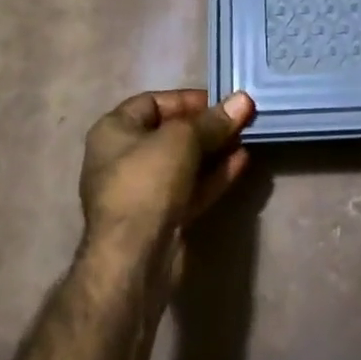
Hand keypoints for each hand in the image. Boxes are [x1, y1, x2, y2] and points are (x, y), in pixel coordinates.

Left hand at [79, 89, 255, 257]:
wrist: (134, 260)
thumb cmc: (147, 182)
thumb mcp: (182, 140)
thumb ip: (213, 121)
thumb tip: (244, 100)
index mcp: (114, 131)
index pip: (152, 102)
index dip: (187, 99)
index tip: (221, 101)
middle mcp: (123, 158)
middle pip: (170, 133)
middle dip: (206, 126)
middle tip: (240, 119)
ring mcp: (142, 192)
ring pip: (183, 163)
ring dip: (214, 151)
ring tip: (246, 138)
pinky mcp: (161, 219)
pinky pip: (190, 188)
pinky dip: (213, 176)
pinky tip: (241, 163)